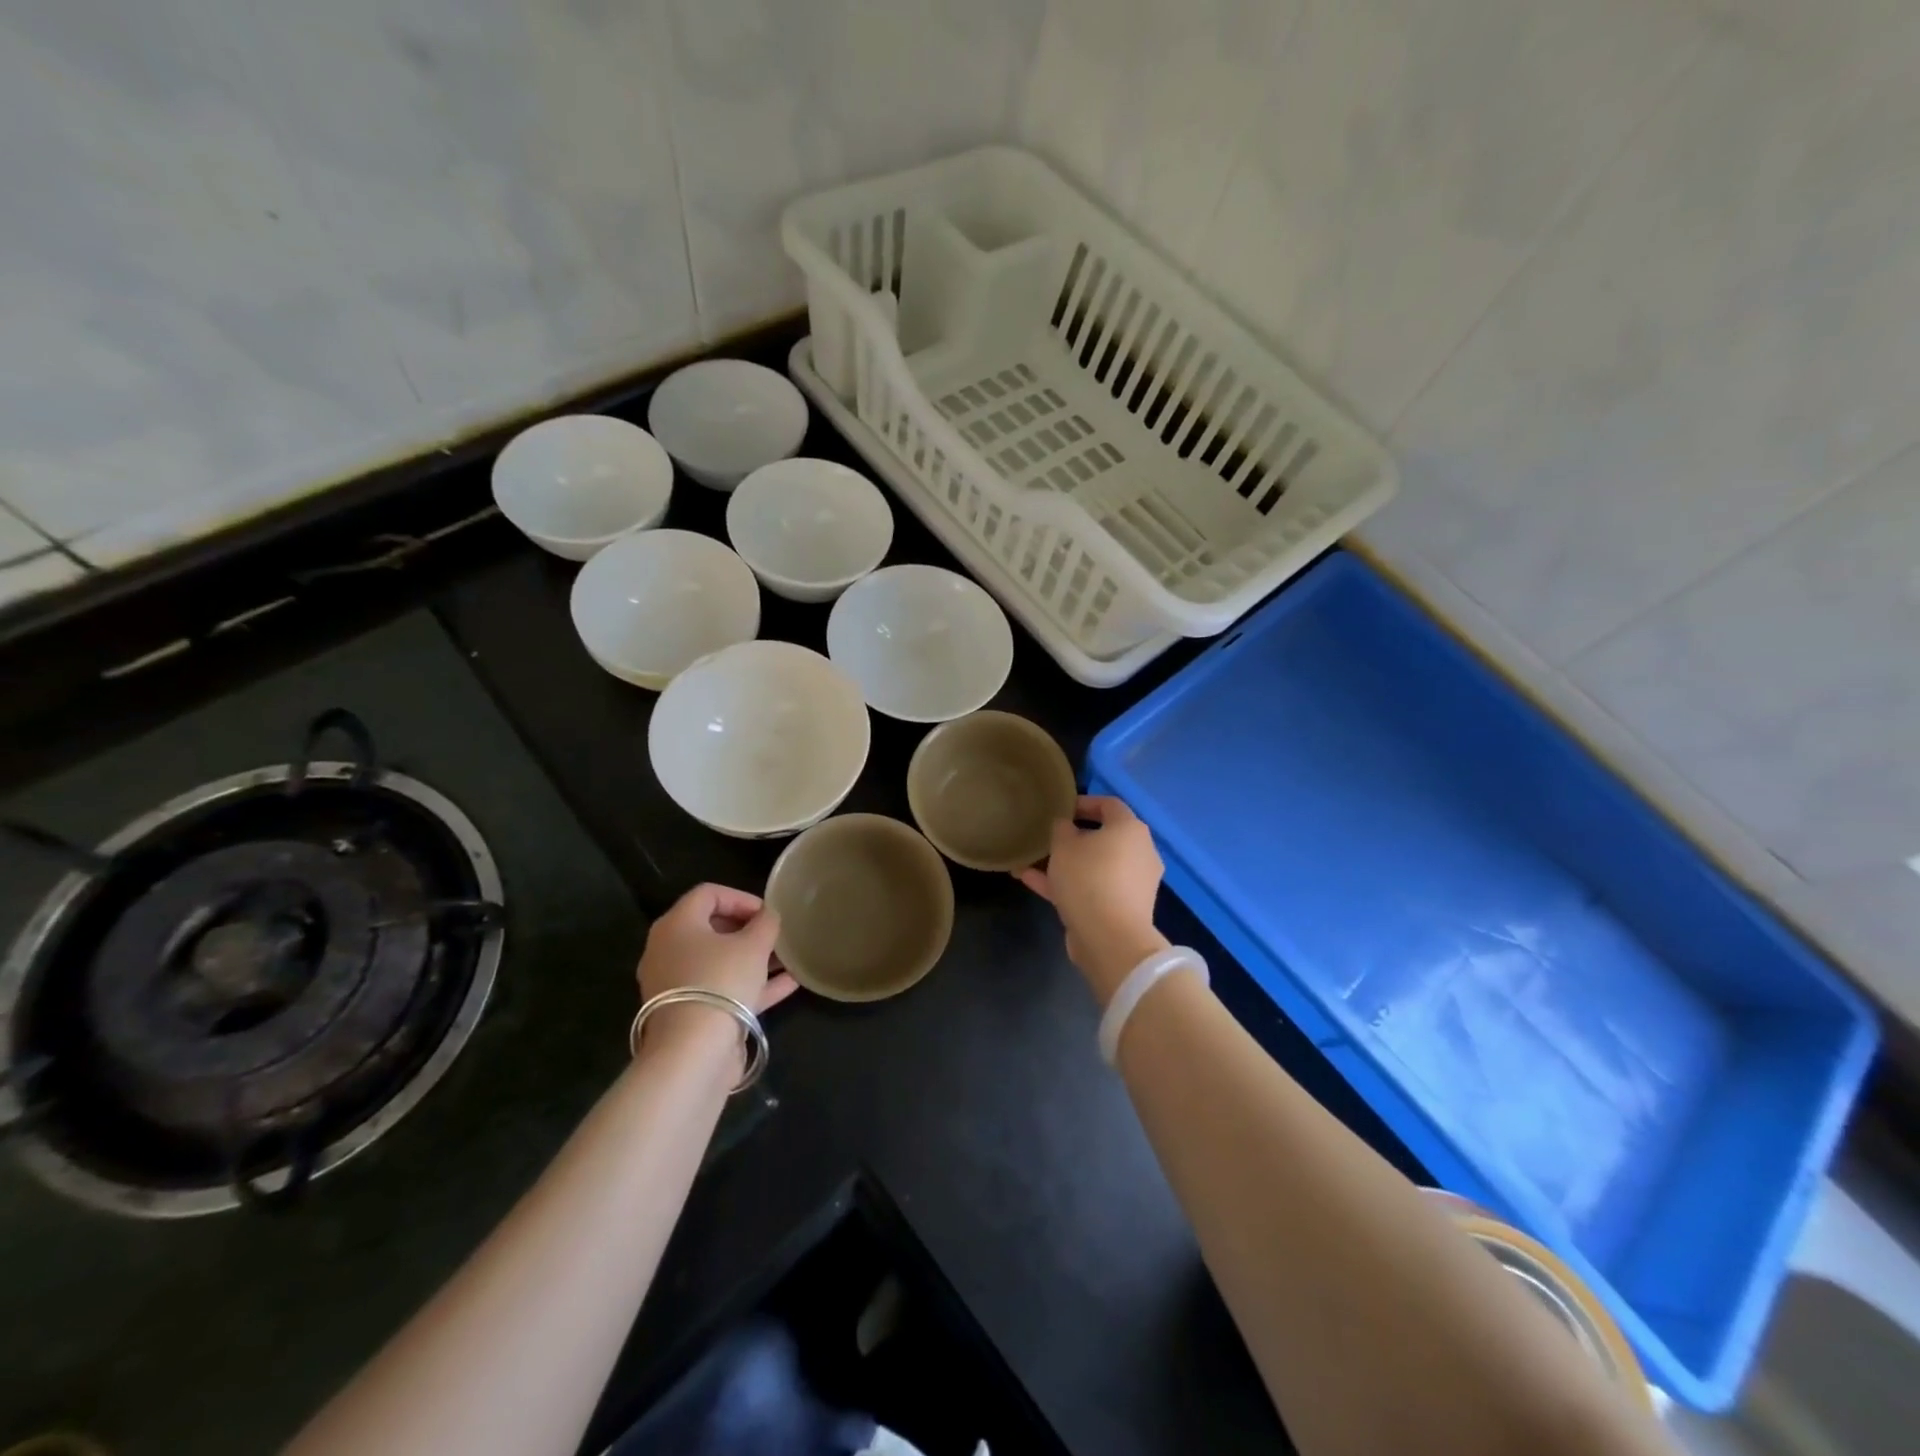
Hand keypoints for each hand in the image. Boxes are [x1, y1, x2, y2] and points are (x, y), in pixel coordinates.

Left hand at [635, 884, 797, 1062]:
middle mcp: (668, 951)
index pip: (708, 894)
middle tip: (775, 935)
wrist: (694, 1052)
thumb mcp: (753, 945)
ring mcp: (676, 985)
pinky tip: (789, 984)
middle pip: (711, 928)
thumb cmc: (721, 981)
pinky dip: (751, 984)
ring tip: (787, 958)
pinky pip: (722, 989)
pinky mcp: (689, 1014)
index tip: (768, 913)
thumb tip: (767, 916)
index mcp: (676, 925)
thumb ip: (765, 923)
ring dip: (753, 958)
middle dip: (748, 929)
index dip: (741, 898)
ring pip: (718, 962)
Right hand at [1016, 796, 1169, 1004]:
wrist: (1110, 939)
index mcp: (1130, 830)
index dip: (1083, 803)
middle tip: (1047, 837)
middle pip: (1103, 837)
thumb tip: (1066, 826)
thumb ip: (1062, 829)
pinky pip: (1093, 888)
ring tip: (1031, 861)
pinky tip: (1031, 881)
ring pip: (1095, 865)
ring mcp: (1133, 883)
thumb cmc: (1088, 879)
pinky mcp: (1122, 908)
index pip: (1109, 805)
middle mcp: (1139, 853)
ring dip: (1065, 864)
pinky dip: (1068, 884)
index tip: (1060, 809)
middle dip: (1072, 837)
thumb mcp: (1064, 846)